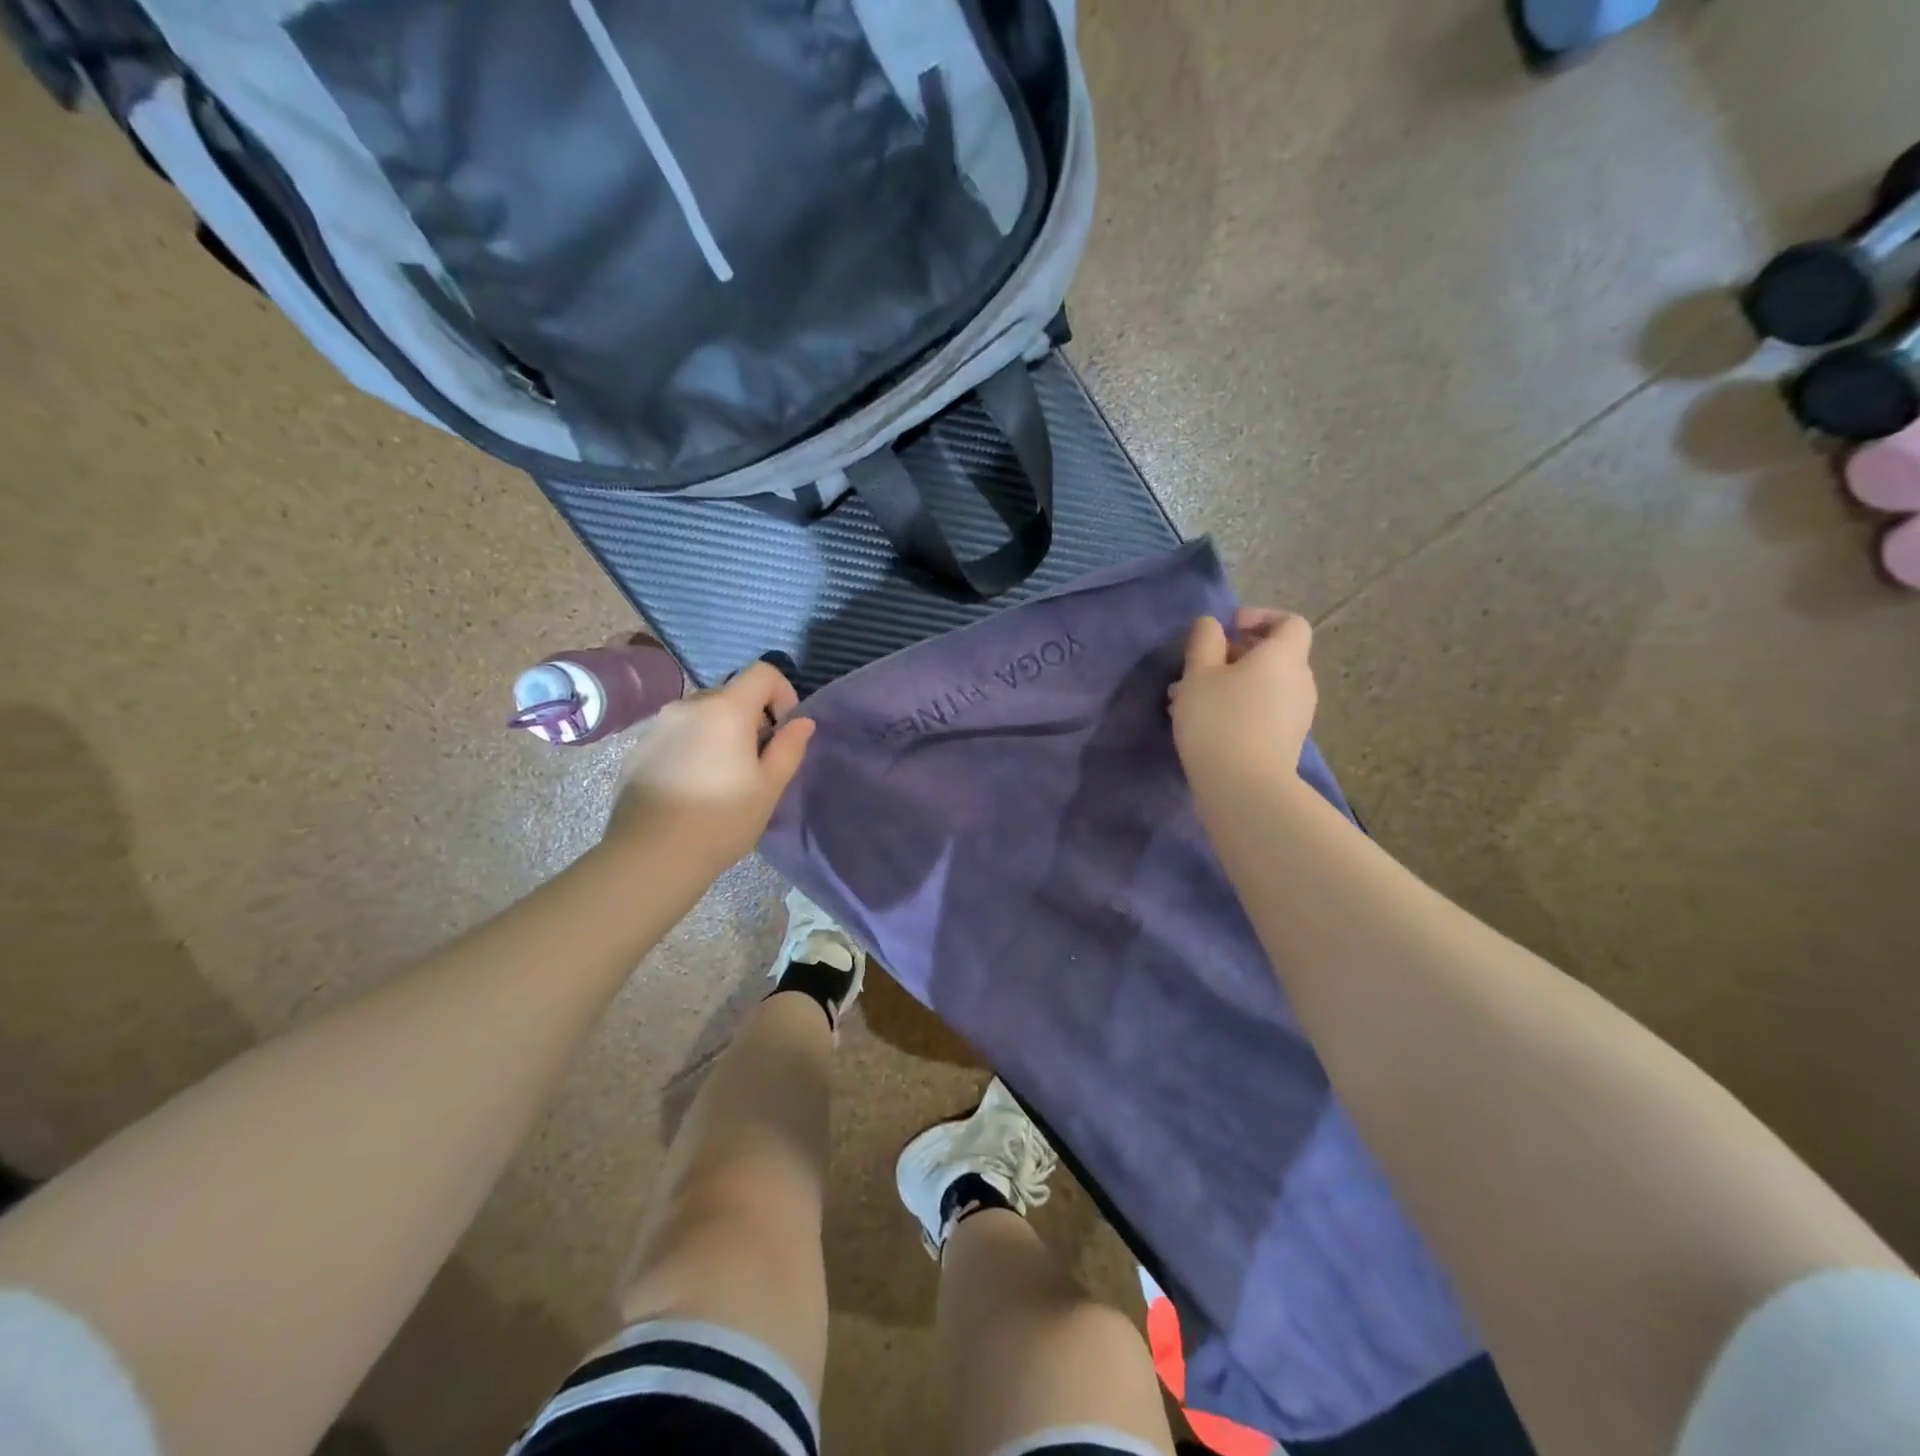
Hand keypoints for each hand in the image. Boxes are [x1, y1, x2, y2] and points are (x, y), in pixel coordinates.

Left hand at [605, 661, 815, 868]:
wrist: (651, 854)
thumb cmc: (722, 818)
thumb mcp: (769, 786)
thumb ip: (789, 747)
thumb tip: (802, 721)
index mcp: (726, 709)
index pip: (762, 672)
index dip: (782, 693)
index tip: (783, 730)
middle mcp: (689, 705)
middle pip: (731, 693)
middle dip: (751, 718)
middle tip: (757, 761)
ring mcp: (658, 725)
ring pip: (702, 714)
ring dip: (721, 732)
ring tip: (723, 776)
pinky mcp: (638, 748)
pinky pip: (677, 734)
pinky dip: (694, 746)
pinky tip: (693, 786)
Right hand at [1169, 609, 1317, 795]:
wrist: (1244, 787)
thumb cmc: (1218, 720)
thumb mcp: (1198, 674)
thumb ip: (1204, 641)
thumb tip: (1212, 625)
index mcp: (1284, 657)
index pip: (1290, 623)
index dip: (1260, 618)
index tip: (1228, 628)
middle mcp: (1299, 681)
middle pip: (1273, 656)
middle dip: (1234, 655)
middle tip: (1197, 667)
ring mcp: (1296, 714)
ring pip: (1262, 686)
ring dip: (1229, 684)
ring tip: (1188, 700)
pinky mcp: (1286, 741)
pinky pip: (1262, 711)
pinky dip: (1237, 707)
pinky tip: (1203, 724)